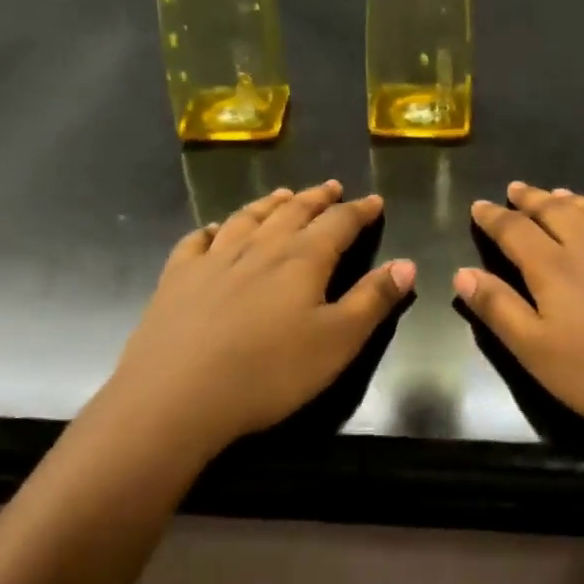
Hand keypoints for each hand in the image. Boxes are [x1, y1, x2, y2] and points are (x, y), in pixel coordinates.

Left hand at [99, 181, 414, 461]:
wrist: (176, 397)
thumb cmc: (269, 373)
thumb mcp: (337, 342)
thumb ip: (373, 300)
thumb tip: (407, 264)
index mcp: (302, 259)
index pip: (339, 223)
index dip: (359, 211)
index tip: (374, 200)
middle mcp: (259, 247)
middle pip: (293, 211)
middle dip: (317, 198)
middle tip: (332, 187)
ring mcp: (213, 258)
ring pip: (248, 217)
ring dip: (270, 203)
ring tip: (283, 195)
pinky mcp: (178, 277)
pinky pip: (197, 240)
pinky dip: (212, 230)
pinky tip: (214, 230)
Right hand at [454, 182, 583, 454]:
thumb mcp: (537, 352)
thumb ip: (498, 309)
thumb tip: (462, 273)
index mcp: (555, 267)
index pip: (515, 231)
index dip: (494, 217)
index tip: (480, 205)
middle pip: (557, 211)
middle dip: (532, 198)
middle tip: (517, 188)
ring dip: (577, 201)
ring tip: (563, 194)